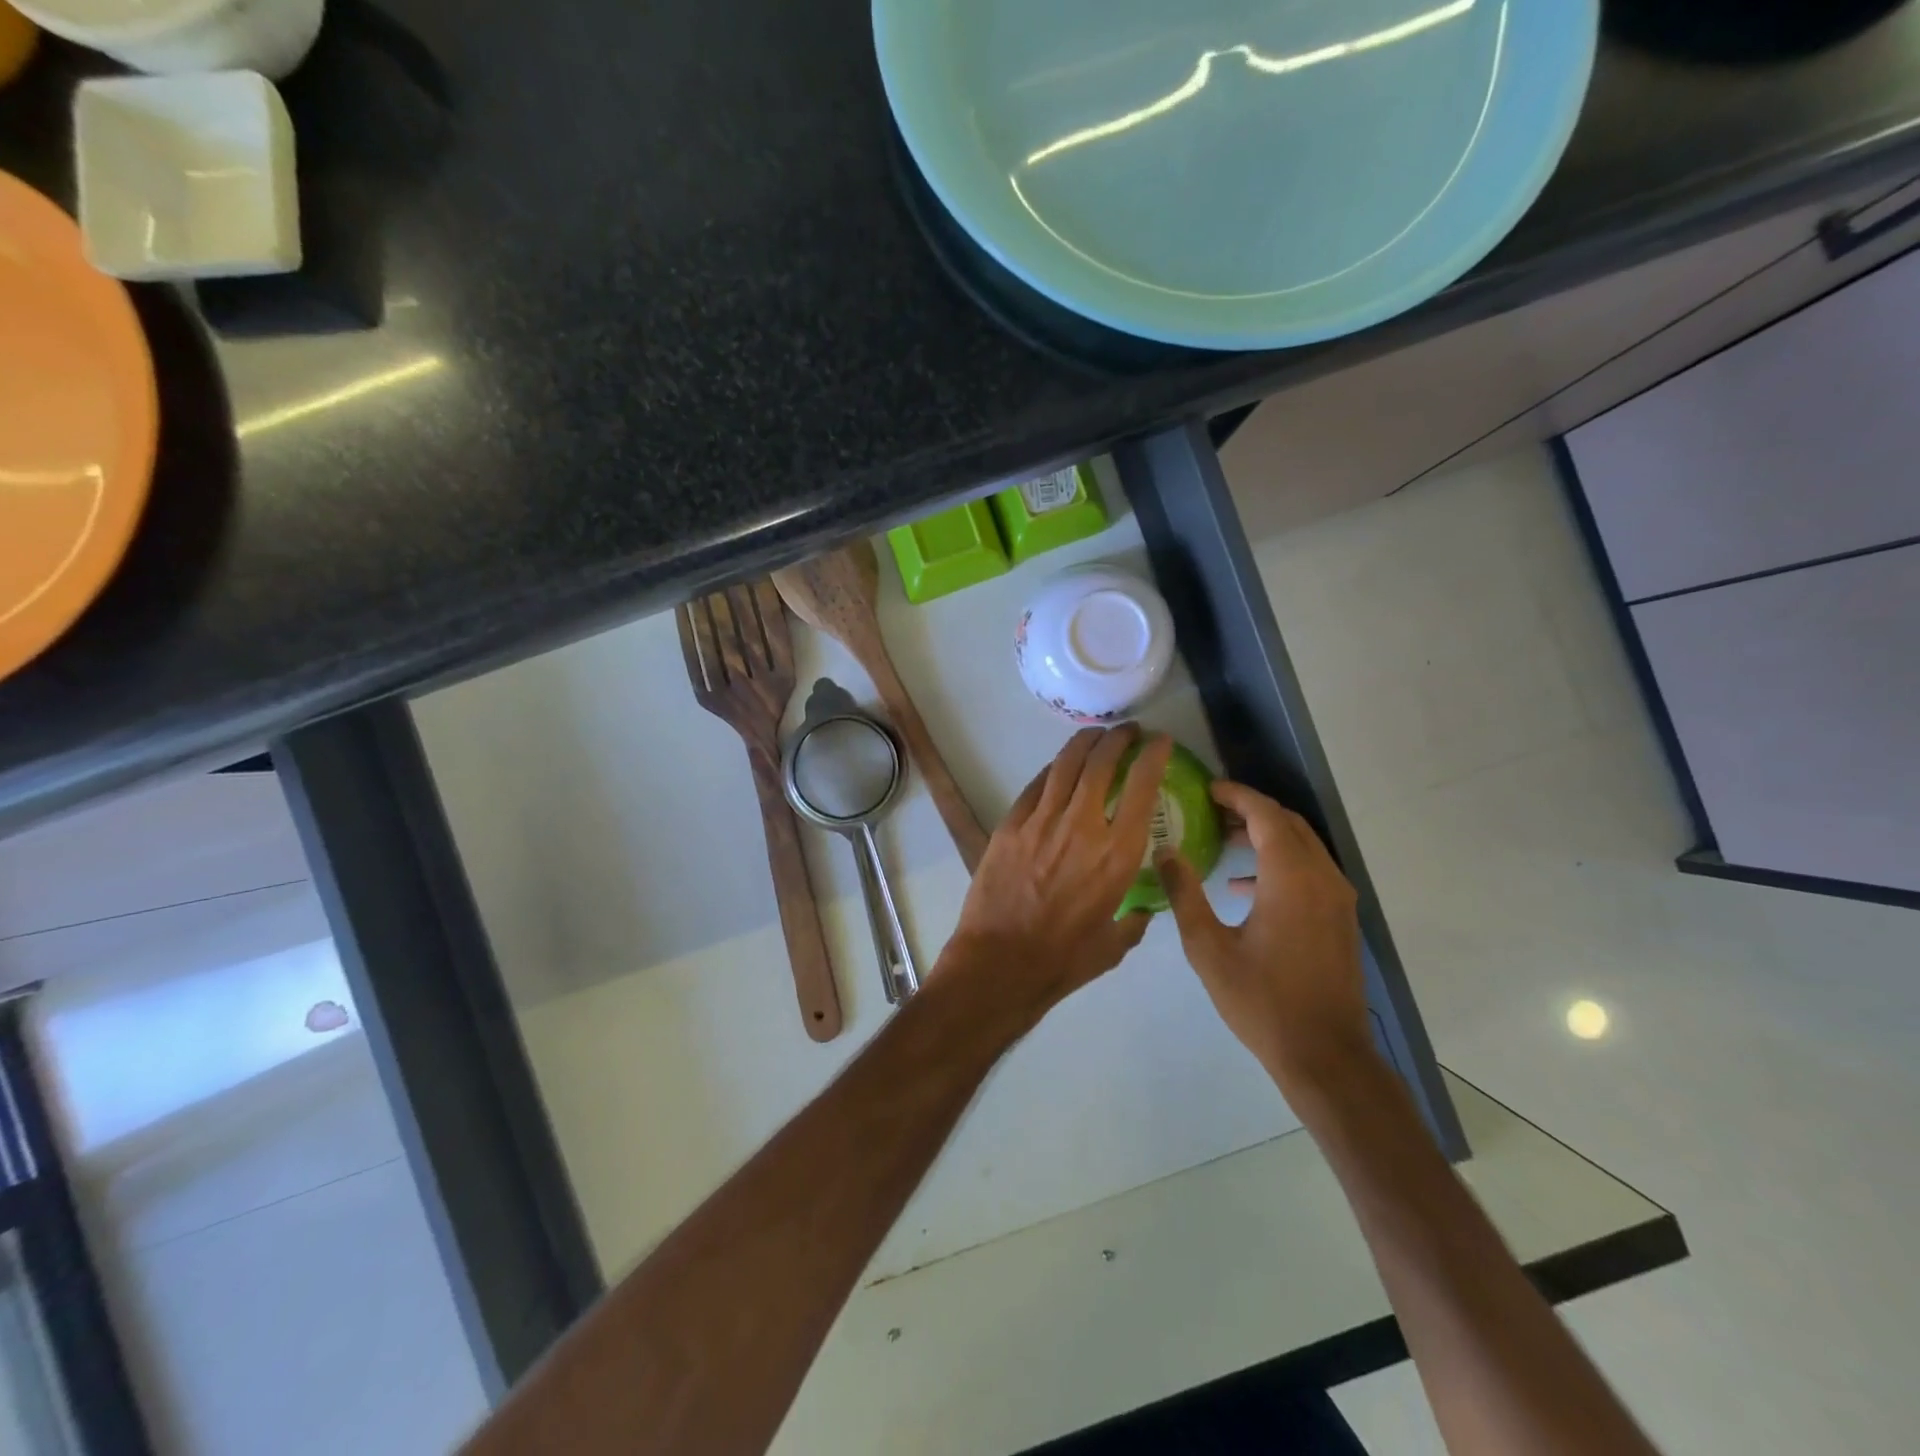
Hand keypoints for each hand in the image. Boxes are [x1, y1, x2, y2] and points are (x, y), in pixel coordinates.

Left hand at [941, 725, 1173, 1025]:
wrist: (1001, 961)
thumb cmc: (1064, 959)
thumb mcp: (1115, 944)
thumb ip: (1134, 921)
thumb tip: (1142, 910)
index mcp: (1118, 854)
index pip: (1142, 788)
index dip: (1153, 756)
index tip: (1159, 742)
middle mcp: (1083, 826)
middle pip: (1101, 763)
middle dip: (1117, 738)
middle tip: (1126, 731)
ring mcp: (1042, 821)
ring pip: (1065, 765)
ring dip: (1084, 743)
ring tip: (1095, 735)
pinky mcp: (1011, 825)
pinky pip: (1036, 786)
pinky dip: (1053, 770)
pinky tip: (1059, 768)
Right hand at [1155, 781, 1373, 1095]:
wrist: (1325, 1055)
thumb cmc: (1261, 1001)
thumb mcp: (1208, 948)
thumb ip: (1184, 893)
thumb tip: (1165, 852)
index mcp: (1290, 878)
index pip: (1266, 815)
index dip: (1236, 796)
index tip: (1206, 790)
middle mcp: (1322, 878)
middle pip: (1288, 824)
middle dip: (1251, 810)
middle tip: (1211, 810)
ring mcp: (1338, 899)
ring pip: (1303, 846)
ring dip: (1266, 835)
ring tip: (1224, 840)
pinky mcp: (1341, 918)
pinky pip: (1311, 870)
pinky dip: (1280, 862)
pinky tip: (1245, 887)